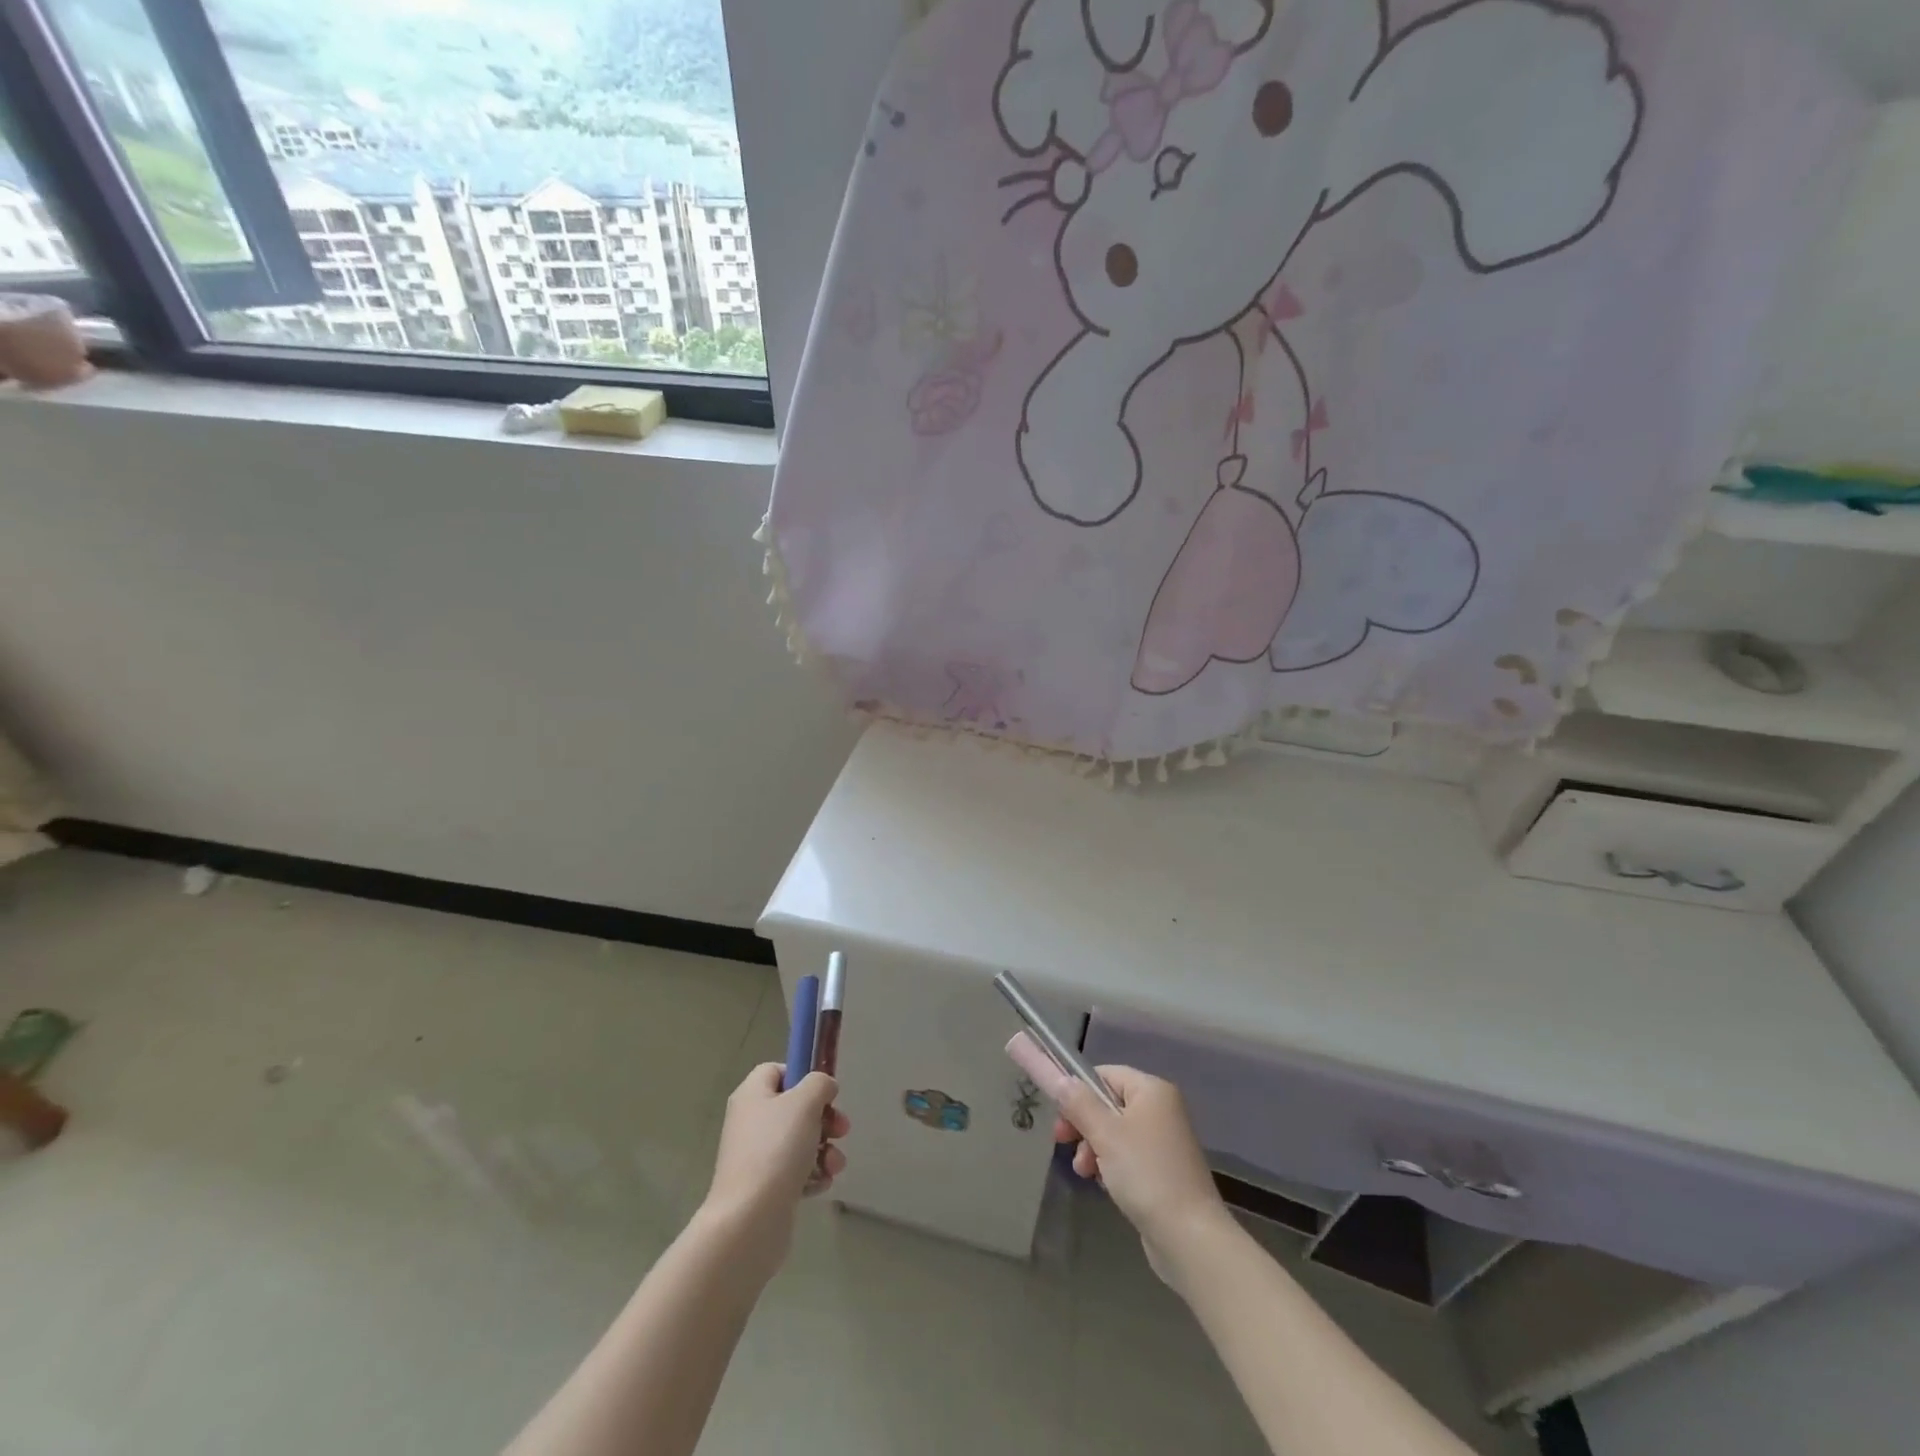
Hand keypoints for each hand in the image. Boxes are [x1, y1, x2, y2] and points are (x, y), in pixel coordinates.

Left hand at [700, 1064, 849, 1276]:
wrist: (749, 1220)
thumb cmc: (776, 1150)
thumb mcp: (805, 1102)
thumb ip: (819, 1084)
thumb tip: (823, 1088)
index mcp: (752, 1095)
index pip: (776, 1070)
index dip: (802, 1075)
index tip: (825, 1092)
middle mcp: (750, 1122)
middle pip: (793, 1108)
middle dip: (824, 1118)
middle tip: (841, 1129)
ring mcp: (756, 1157)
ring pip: (799, 1142)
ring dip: (825, 1150)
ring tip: (835, 1165)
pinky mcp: (765, 1188)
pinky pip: (795, 1172)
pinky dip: (812, 1175)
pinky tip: (821, 1184)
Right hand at [1005, 1034, 1226, 1275]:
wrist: (1189, 1236)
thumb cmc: (1145, 1174)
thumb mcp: (1105, 1134)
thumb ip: (1079, 1103)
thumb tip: (1060, 1079)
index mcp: (1152, 1090)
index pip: (1105, 1074)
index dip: (1079, 1091)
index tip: (1060, 1118)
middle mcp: (1161, 1108)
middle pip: (1108, 1103)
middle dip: (1083, 1124)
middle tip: (1062, 1143)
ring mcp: (1164, 1140)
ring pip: (1114, 1132)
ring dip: (1093, 1148)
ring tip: (1085, 1172)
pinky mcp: (1163, 1169)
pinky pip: (1127, 1155)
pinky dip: (1110, 1164)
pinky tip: (1102, 1183)